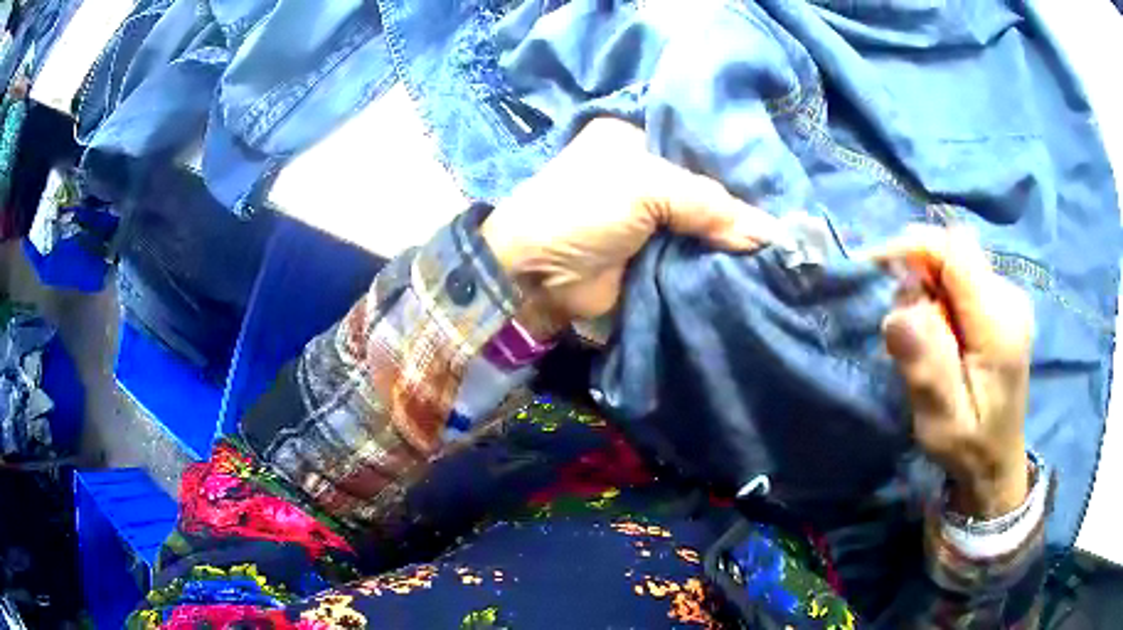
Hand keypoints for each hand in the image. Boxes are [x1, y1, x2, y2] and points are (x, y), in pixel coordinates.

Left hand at [481, 118, 778, 322]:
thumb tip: (770, 234)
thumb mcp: (646, 187)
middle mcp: (646, 173)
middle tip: (791, 216)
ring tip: (782, 244)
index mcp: (636, 138)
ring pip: (704, 223)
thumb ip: (710, 205)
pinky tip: (757, 264)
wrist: (536, 276)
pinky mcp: (654, 254)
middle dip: (740, 203)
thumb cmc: (582, 209)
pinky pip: (695, 255)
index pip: (699, 144)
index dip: (736, 161)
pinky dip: (719, 261)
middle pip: (706, 185)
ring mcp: (651, 216)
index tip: (781, 178)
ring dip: (733, 237)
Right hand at [872, 226, 1033, 517]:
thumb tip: (898, 313)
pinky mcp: (1002, 302)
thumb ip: (926, 369)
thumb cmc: (969, 448)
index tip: (878, 268)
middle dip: (919, 268)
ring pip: (957, 259)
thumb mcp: (941, 423)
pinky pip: (963, 275)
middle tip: (900, 317)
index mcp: (999, 325)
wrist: (998, 462)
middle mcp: (1009, 298)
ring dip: (928, 283)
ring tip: (920, 333)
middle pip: (955, 249)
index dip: (914, 247)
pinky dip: (940, 291)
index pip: (956, 251)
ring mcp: (1009, 297)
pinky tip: (938, 330)